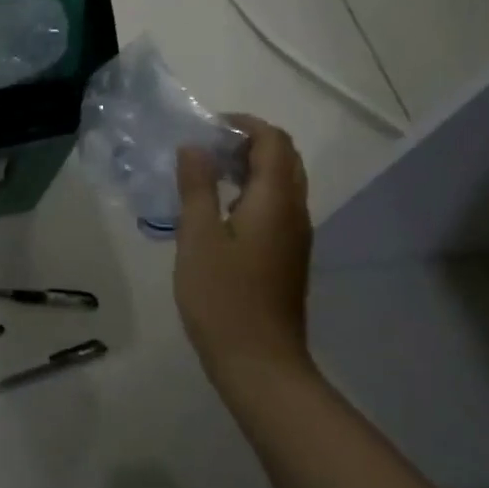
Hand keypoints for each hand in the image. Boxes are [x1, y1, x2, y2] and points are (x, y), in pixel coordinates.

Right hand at [172, 115, 314, 385]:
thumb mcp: (198, 237)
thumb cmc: (223, 298)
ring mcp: (294, 236)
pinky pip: (275, 207)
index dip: (243, 124)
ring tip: (205, 173)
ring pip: (281, 183)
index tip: (206, 127)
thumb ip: (197, 187)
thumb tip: (194, 147)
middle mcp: (294, 212)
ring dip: (249, 167)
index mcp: (275, 201)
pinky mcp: (286, 257)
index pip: (272, 141)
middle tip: (205, 147)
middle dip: (247, 142)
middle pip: (283, 158)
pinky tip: (217, 211)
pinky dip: (250, 192)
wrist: (259, 363)